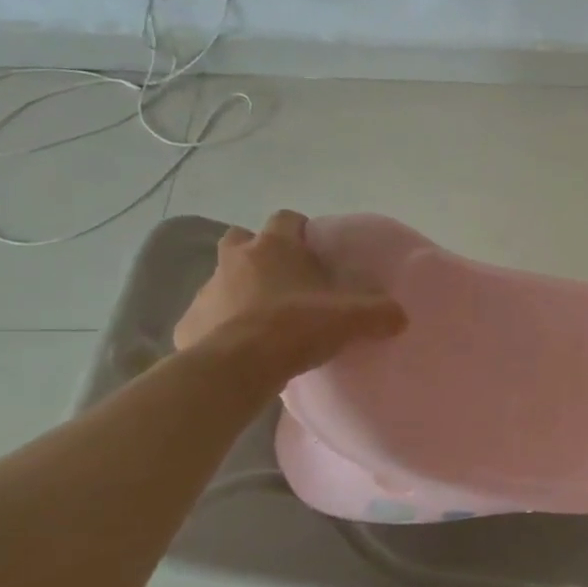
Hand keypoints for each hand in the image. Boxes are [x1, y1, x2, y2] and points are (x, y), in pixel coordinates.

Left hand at [173, 210, 405, 382]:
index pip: (286, 219)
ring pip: (222, 280)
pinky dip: (219, 327)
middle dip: (257, 253)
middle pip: (241, 240)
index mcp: (274, 246)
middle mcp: (235, 260)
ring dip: (238, 291)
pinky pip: (205, 319)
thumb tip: (400, 317)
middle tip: (282, 279)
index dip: (299, 231)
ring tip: (262, 319)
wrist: (238, 367)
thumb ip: (380, 312)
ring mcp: (206, 291)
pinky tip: (238, 347)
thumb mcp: (351, 318)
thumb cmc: (296, 326)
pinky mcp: (187, 325)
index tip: (314, 251)